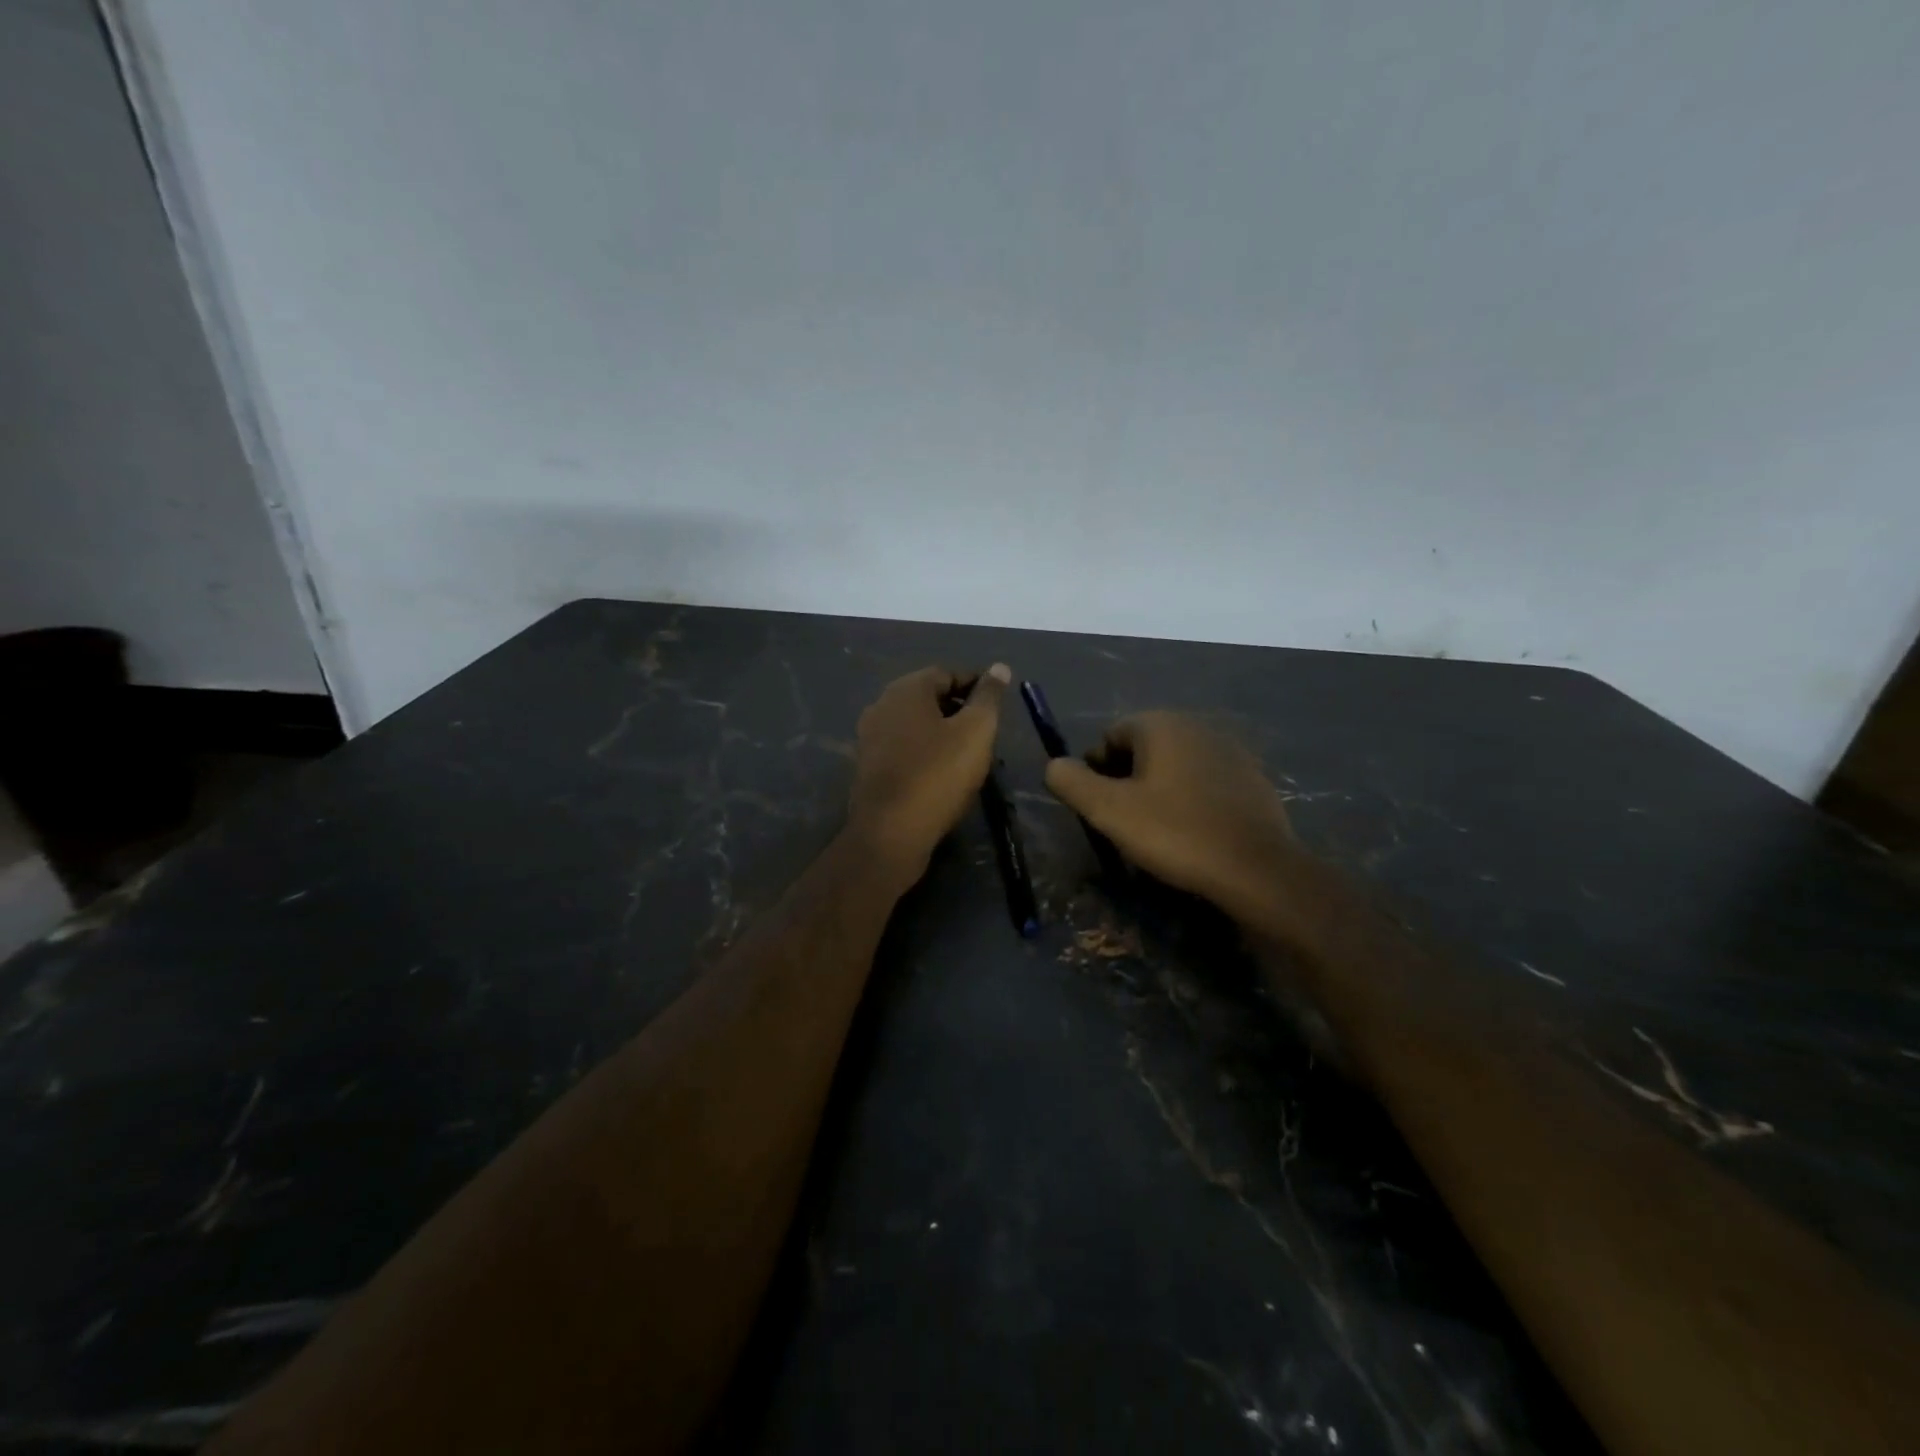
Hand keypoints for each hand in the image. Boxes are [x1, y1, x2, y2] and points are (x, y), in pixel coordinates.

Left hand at [849, 664, 1010, 882]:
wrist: (889, 833)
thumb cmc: (937, 775)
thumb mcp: (976, 732)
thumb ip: (988, 698)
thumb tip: (999, 667)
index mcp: (906, 690)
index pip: (947, 673)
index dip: (975, 684)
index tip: (998, 702)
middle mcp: (882, 705)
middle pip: (928, 697)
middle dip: (958, 707)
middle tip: (986, 729)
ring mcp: (869, 737)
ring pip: (914, 723)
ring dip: (941, 731)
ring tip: (968, 752)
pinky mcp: (867, 766)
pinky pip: (902, 747)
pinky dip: (924, 751)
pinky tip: (941, 772)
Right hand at [1045, 712, 1306, 934]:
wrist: (1257, 869)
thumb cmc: (1175, 833)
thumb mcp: (1108, 811)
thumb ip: (1071, 781)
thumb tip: (1054, 765)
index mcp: (1160, 724)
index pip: (1110, 736)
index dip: (1096, 771)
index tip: (1100, 808)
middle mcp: (1196, 725)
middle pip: (1143, 748)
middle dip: (1127, 780)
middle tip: (1125, 822)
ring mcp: (1230, 750)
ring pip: (1175, 765)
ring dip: (1159, 790)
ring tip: (1158, 832)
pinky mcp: (1252, 778)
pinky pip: (1205, 782)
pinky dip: (1191, 800)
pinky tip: (1194, 832)